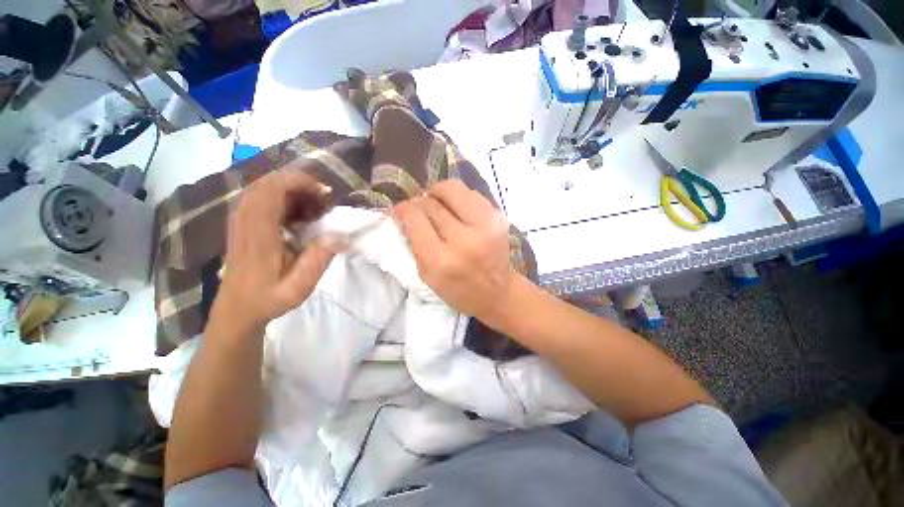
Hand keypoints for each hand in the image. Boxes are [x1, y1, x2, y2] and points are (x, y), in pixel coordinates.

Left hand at [215, 167, 336, 332]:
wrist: (237, 309)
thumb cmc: (269, 298)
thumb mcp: (299, 287)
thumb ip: (319, 260)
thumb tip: (342, 235)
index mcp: (259, 234)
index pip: (272, 190)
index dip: (299, 182)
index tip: (324, 193)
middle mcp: (245, 221)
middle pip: (266, 182)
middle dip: (297, 182)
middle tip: (323, 197)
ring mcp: (240, 221)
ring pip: (261, 187)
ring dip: (290, 188)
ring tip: (314, 203)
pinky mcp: (241, 224)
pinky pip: (259, 197)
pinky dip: (281, 196)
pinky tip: (298, 212)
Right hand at [392, 180, 517, 322]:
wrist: (499, 292)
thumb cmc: (459, 290)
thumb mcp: (427, 276)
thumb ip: (413, 243)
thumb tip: (403, 213)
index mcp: (442, 260)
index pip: (416, 218)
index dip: (404, 209)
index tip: (400, 210)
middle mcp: (465, 239)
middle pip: (432, 202)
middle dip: (419, 202)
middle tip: (418, 208)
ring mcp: (486, 225)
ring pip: (453, 188)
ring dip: (439, 194)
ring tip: (437, 205)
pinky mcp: (499, 216)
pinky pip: (471, 194)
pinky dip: (458, 198)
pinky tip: (456, 210)